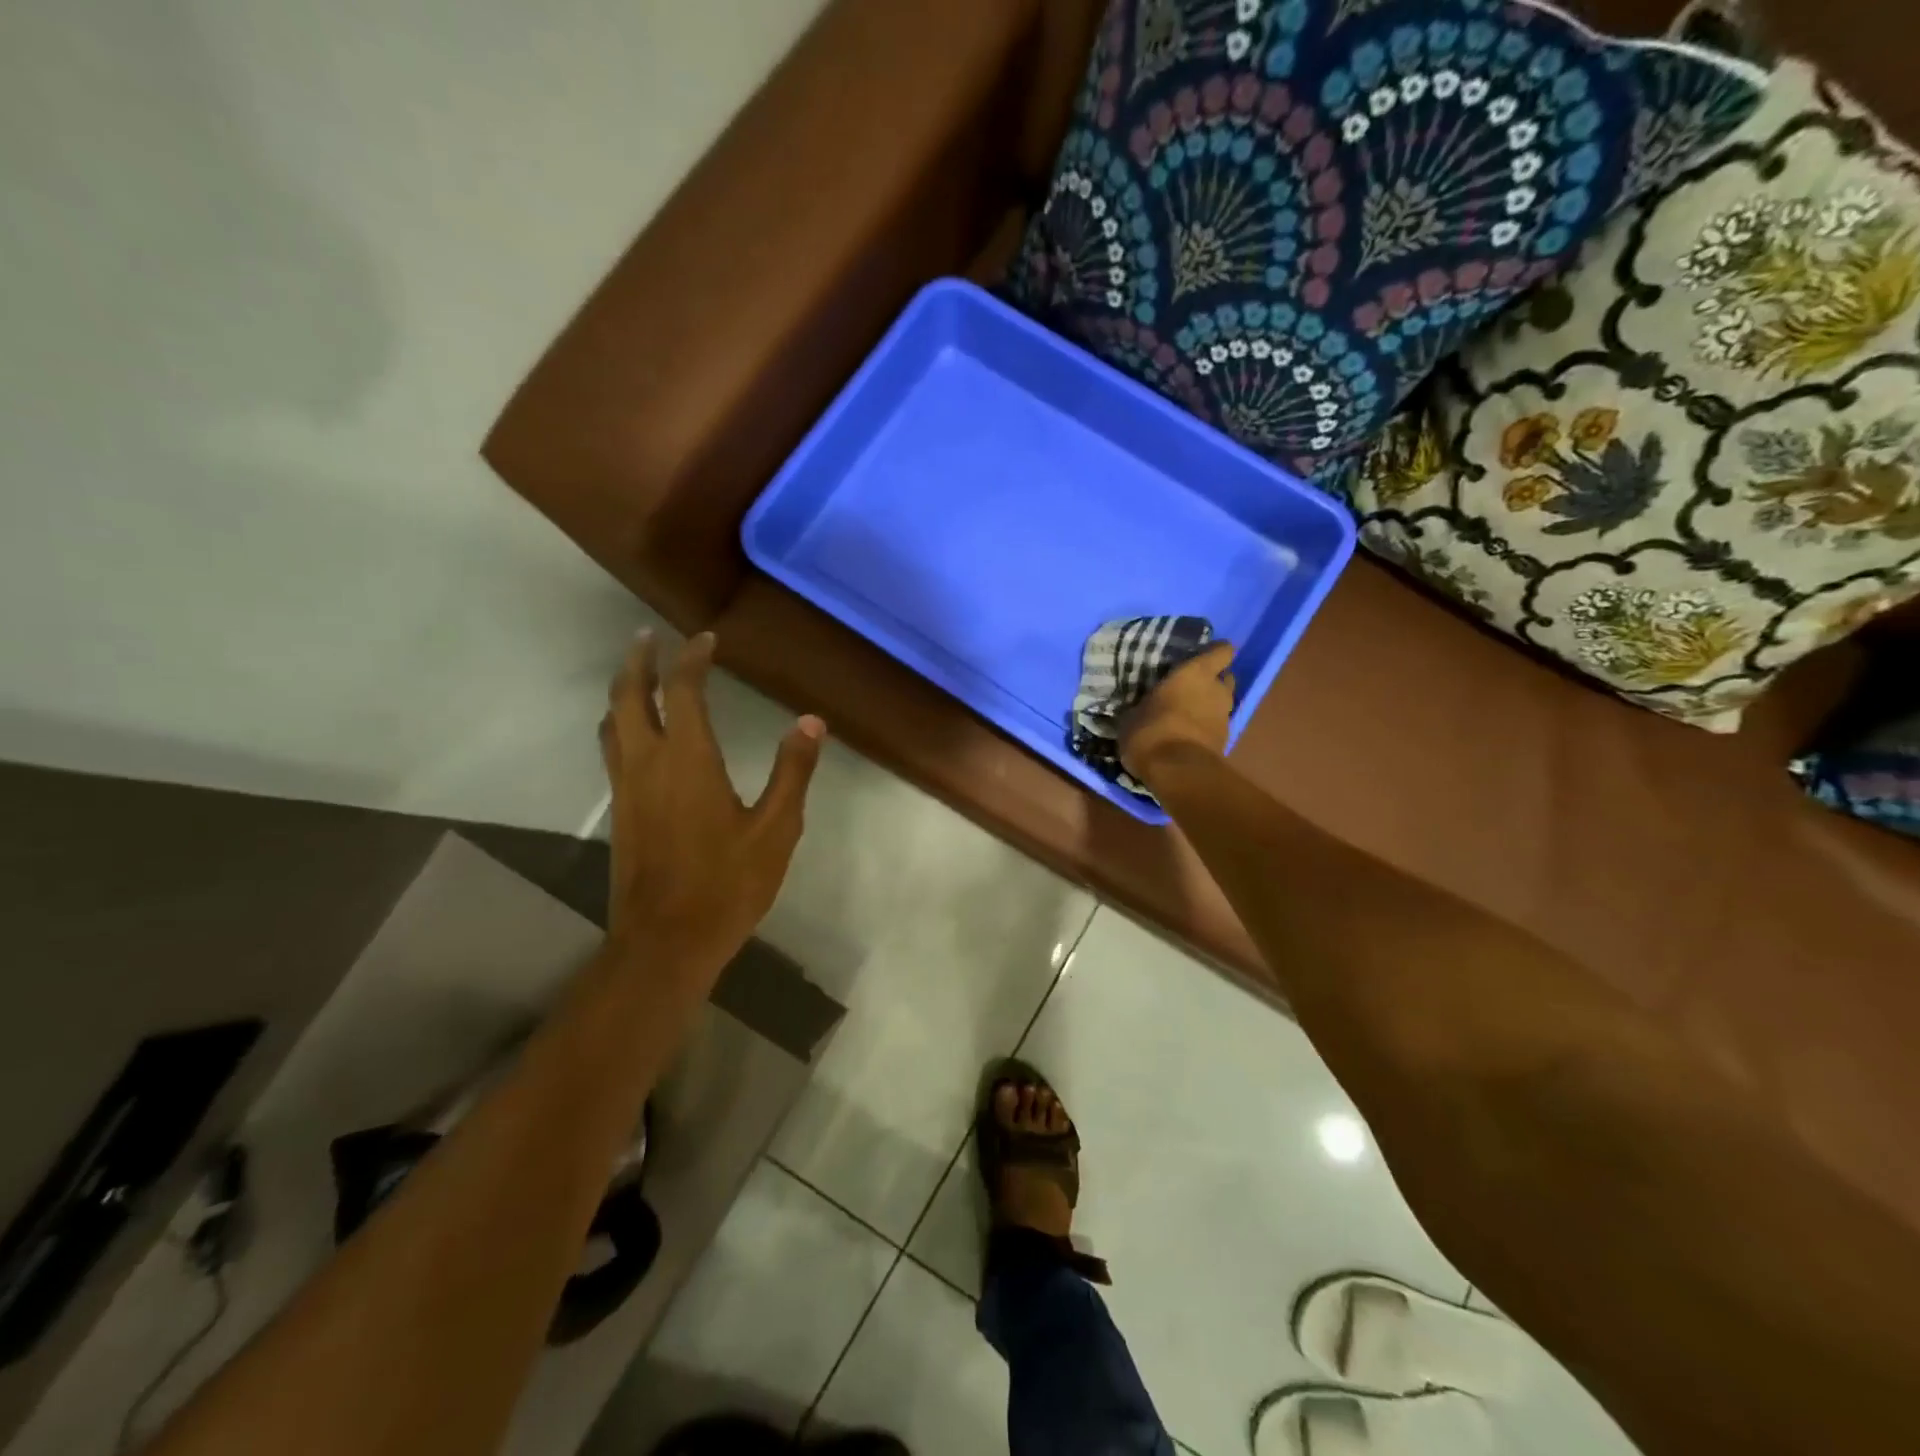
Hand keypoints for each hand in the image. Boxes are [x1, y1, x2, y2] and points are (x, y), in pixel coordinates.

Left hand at [599, 631, 823, 977]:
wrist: (666, 941)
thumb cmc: (728, 884)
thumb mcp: (776, 829)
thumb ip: (793, 772)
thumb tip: (811, 722)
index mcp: (688, 760)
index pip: (683, 690)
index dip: (692, 658)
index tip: (706, 638)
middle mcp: (647, 763)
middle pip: (628, 696)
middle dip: (638, 661)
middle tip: (648, 636)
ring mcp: (626, 788)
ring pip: (611, 722)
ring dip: (622, 690)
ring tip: (636, 673)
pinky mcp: (620, 812)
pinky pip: (611, 750)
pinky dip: (619, 724)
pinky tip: (635, 733)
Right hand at [1118, 641, 1235, 786]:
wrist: (1176, 772)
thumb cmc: (1151, 731)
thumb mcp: (1132, 716)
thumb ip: (1143, 706)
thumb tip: (1137, 707)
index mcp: (1195, 673)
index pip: (1221, 652)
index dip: (1216, 652)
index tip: (1203, 655)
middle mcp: (1216, 690)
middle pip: (1226, 678)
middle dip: (1214, 681)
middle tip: (1192, 687)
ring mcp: (1225, 717)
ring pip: (1223, 704)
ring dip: (1211, 706)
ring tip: (1189, 713)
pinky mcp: (1225, 742)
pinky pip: (1217, 727)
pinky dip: (1207, 728)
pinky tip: (1189, 735)